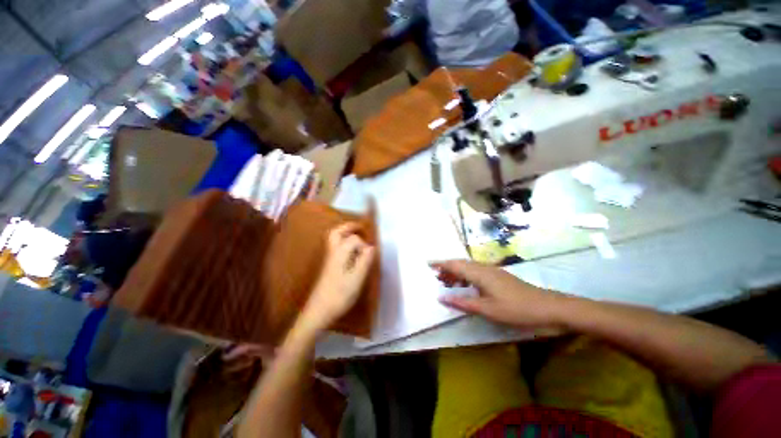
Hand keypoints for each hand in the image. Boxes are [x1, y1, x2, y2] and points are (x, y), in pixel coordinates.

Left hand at [304, 223, 374, 330]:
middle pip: (337, 232)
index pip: (353, 239)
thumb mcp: (357, 278)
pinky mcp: (329, 266)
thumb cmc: (340, 294)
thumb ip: (365, 261)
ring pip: (334, 239)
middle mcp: (332, 252)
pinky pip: (335, 247)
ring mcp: (329, 259)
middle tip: (361, 228)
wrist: (319, 310)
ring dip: (345, 233)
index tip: (370, 255)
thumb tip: (372, 247)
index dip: (364, 244)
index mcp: (340, 253)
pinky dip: (343, 242)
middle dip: (349, 227)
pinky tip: (351, 251)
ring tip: (357, 236)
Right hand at [431, 260, 563, 327]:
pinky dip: (466, 276)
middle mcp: (484, 268)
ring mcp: (493, 271)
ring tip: (447, 280)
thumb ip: (462, 303)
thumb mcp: (487, 310)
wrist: (548, 307)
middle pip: (461, 263)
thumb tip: (441, 298)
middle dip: (447, 268)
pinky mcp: (499, 277)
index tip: (428, 263)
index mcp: (480, 273)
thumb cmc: (516, 309)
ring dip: (457, 272)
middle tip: (436, 275)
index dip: (441, 263)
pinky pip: (476, 272)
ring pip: (469, 268)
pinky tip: (466, 285)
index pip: (455, 264)